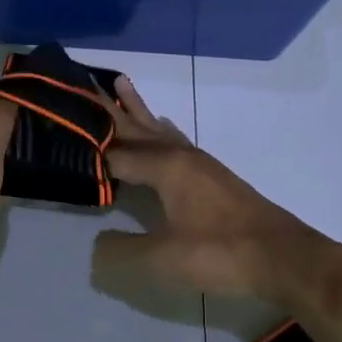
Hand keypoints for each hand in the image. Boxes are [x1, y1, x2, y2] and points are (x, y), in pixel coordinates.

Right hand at [93, 78, 341, 310]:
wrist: (283, 256)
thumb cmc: (221, 253)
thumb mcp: (163, 259)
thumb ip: (122, 251)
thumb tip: (95, 244)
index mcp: (165, 167)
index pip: (115, 152)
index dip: (88, 145)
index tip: (59, 126)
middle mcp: (180, 155)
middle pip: (137, 127)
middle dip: (109, 108)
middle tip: (83, 82)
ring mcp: (199, 162)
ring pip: (159, 129)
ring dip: (137, 109)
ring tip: (121, 83)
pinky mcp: (213, 175)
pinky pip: (177, 140)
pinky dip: (162, 129)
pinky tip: (164, 125)